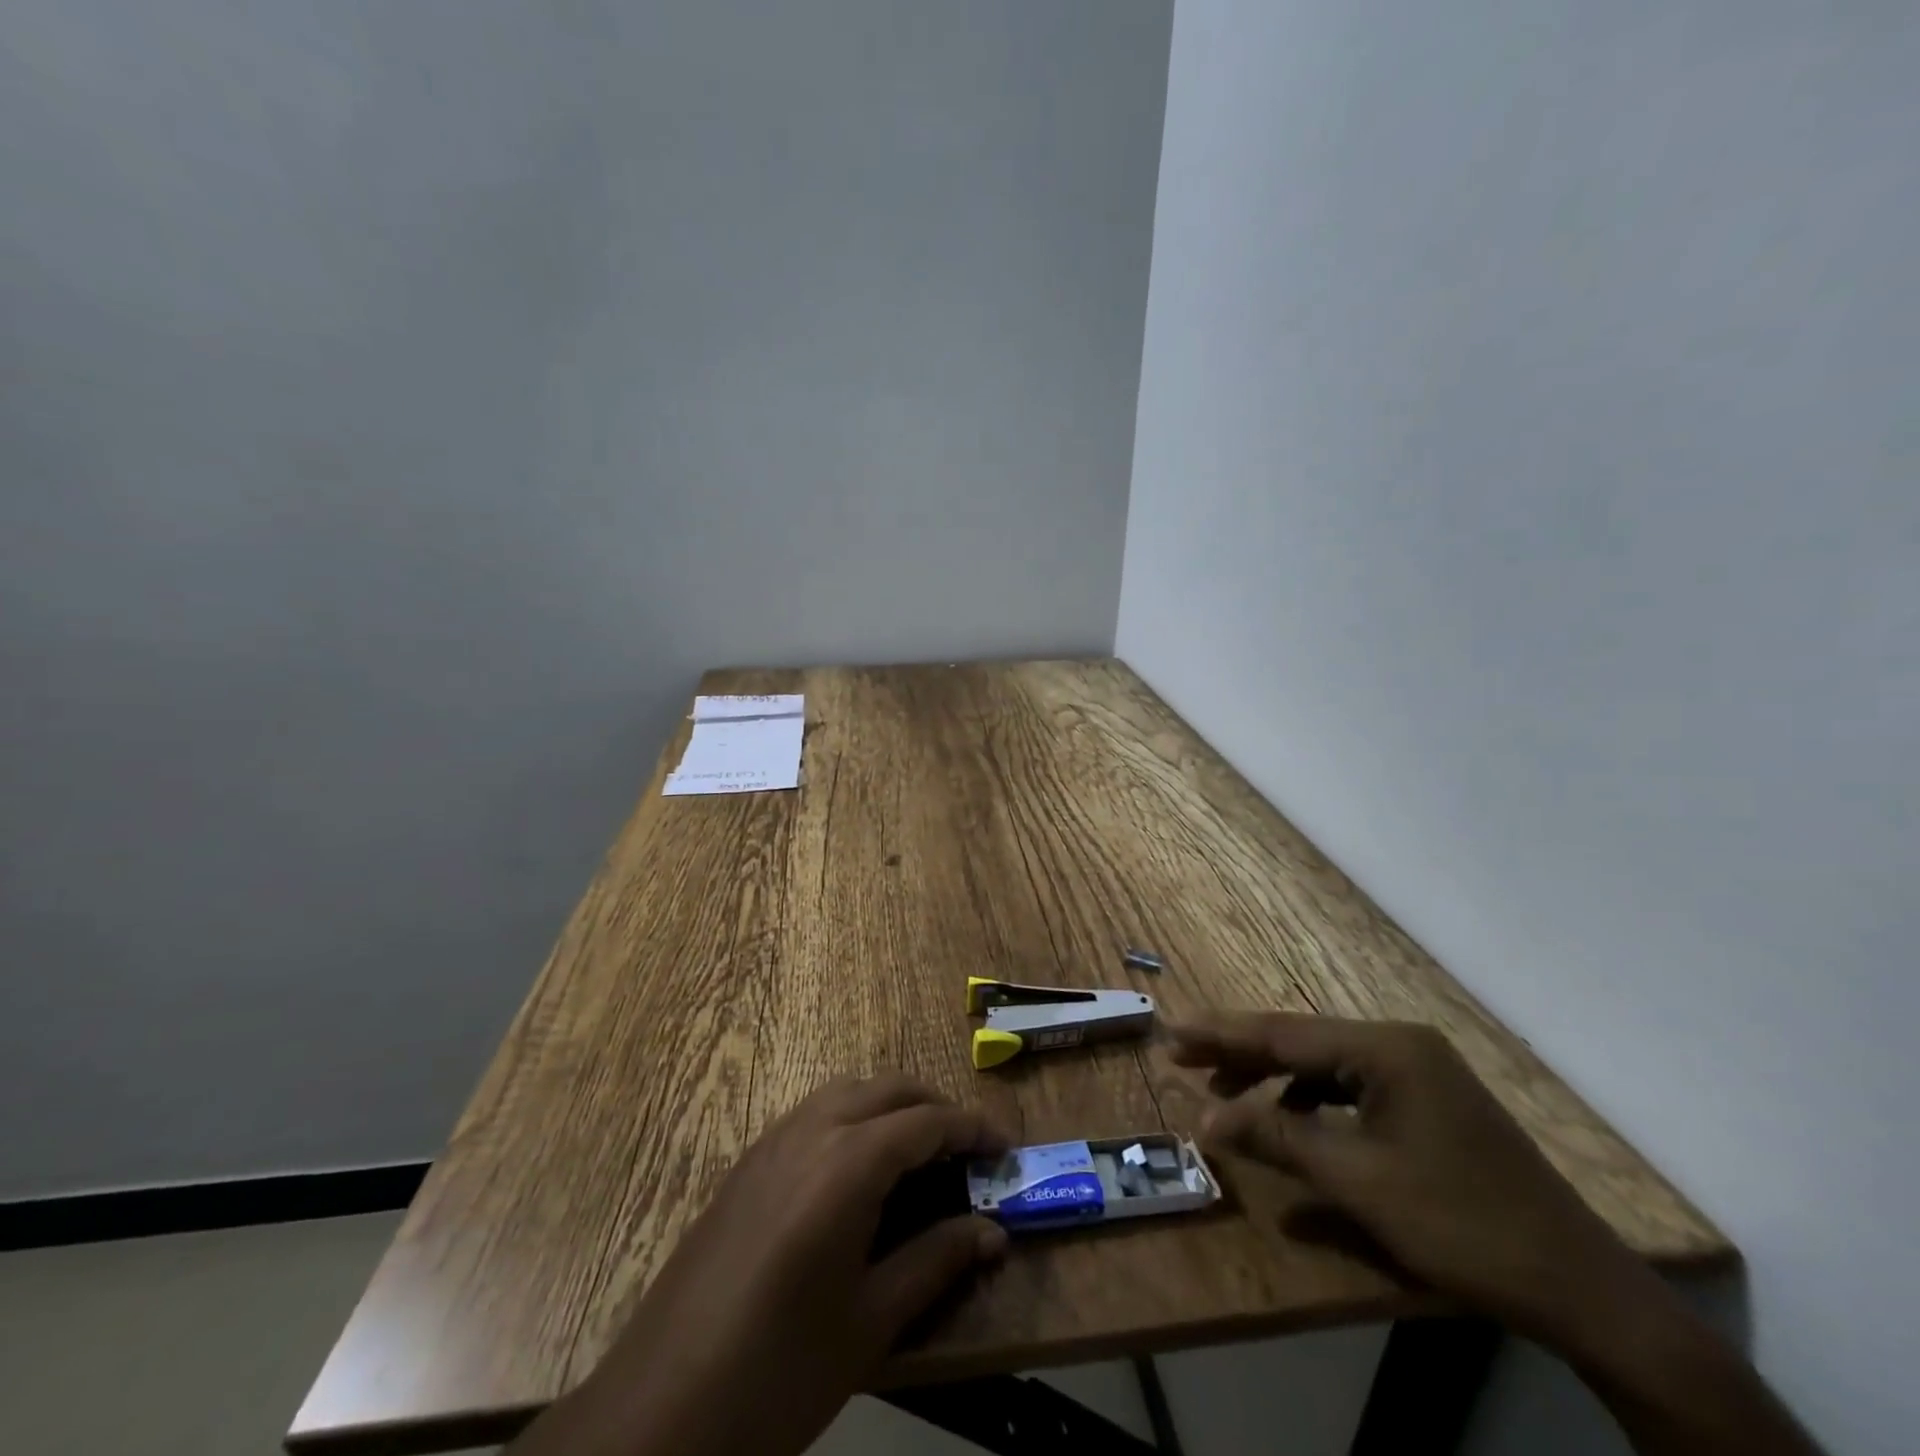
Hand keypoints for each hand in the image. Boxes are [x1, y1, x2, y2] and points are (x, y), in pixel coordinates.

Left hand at [511, 1075, 1009, 1455]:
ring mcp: (771, 1141)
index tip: (1005, 1147)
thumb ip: (936, 1261)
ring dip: (891, 1106)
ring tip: (919, 1153)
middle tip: (967, 1149)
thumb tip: (994, 1231)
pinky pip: (813, 1113)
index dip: (973, 1129)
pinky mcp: (746, 1163)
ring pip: (847, 1092)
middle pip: (888, 1089)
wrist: (658, 1413)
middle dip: (934, 1107)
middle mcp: (811, 1131)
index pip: (927, 1122)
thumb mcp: (871, 1320)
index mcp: (847, 1163)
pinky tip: (857, 1170)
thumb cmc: (779, 1372)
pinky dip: (851, 1117)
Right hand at [1168, 1011, 1642, 1342]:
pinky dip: (1312, 1103)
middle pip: (1301, 1042)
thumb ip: (1276, 1138)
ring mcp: (1418, 1072)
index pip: (1283, 1033)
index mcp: (1385, 1048)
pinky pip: (1351, 1088)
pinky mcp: (1428, 1102)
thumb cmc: (1460, 1223)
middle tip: (1183, 1060)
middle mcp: (1400, 1044)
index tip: (1169, 1033)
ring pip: (1324, 1065)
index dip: (1221, 1034)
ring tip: (1226, 1099)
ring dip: (1273, 1081)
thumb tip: (1204, 1119)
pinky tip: (1292, 1125)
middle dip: (1240, 1054)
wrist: (1583, 1289)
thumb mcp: (1357, 1181)